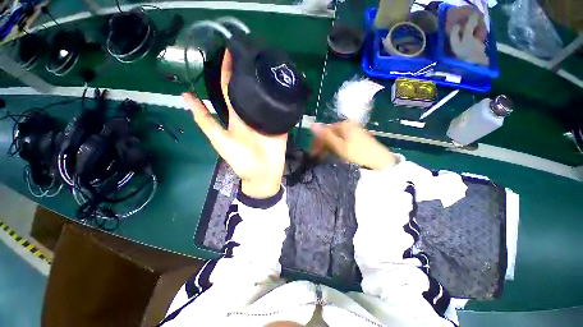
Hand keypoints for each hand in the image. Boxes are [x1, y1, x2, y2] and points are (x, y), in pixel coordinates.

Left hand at [183, 50, 286, 198]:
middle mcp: (251, 114)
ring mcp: (267, 119)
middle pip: (250, 89)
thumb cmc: (241, 160)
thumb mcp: (220, 140)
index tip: (230, 50)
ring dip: (268, 82)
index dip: (228, 71)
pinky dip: (283, 98)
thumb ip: (205, 120)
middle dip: (251, 71)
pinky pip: (282, 109)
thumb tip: (185, 95)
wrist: (263, 174)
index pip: (230, 88)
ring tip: (272, 63)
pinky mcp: (280, 125)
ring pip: (267, 97)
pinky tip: (286, 85)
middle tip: (256, 50)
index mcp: (236, 116)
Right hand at [311, 121, 396, 170]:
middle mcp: (348, 125)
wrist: (380, 162)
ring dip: (328, 148)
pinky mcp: (357, 139)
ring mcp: (353, 132)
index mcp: (343, 125)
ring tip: (325, 158)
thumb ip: (325, 135)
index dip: (316, 141)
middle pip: (330, 134)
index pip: (324, 130)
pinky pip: (342, 142)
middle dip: (322, 145)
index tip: (312, 153)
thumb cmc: (357, 154)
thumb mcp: (339, 146)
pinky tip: (335, 156)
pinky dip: (336, 148)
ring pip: (335, 138)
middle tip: (317, 157)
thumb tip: (312, 124)